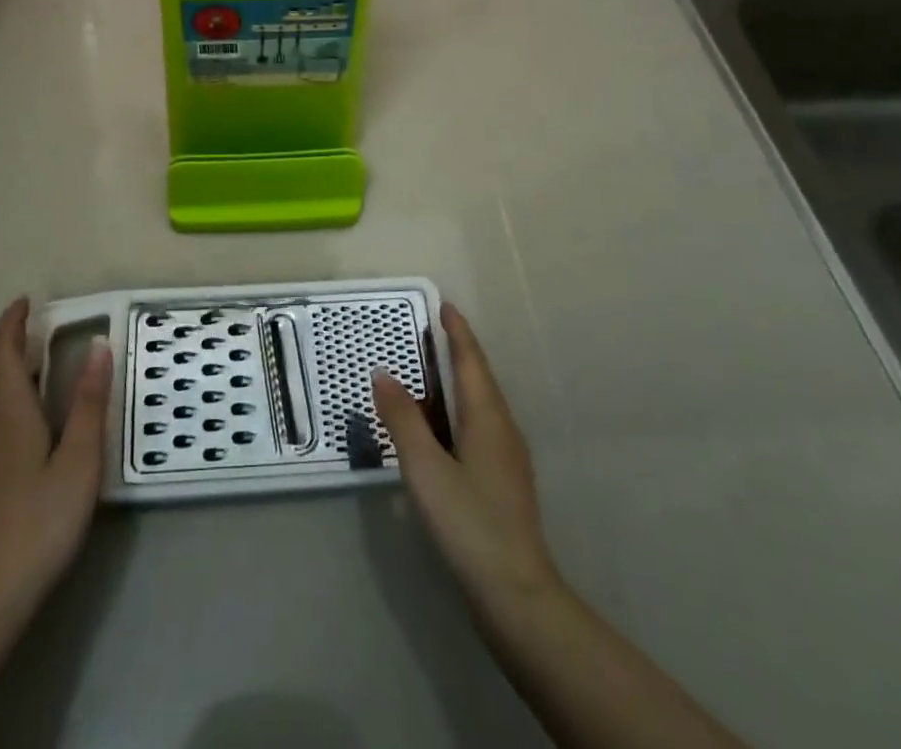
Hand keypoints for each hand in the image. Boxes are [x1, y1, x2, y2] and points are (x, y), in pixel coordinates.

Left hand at [0, 297, 111, 622]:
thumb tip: (98, 346)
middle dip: (6, 342)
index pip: (4, 355)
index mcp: (10, 414)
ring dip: (2, 368)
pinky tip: (17, 413)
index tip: (25, 301)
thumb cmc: (40, 520)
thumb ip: (88, 402)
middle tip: (33, 325)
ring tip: (28, 360)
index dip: (12, 325)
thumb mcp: (79, 459)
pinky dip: (0, 393)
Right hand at [374, 302, 560, 614]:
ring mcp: (507, 457)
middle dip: (457, 352)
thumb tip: (384, 374)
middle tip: (427, 333)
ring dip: (457, 382)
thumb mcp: (425, 468)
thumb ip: (403, 419)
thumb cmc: (469, 523)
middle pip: (479, 378)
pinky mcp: (504, 481)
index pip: (470, 360)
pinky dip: (458, 412)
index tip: (444, 306)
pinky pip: (479, 427)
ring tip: (429, 374)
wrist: (516, 595)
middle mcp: (502, 428)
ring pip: (480, 404)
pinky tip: (441, 430)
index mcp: (486, 416)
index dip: (457, 332)